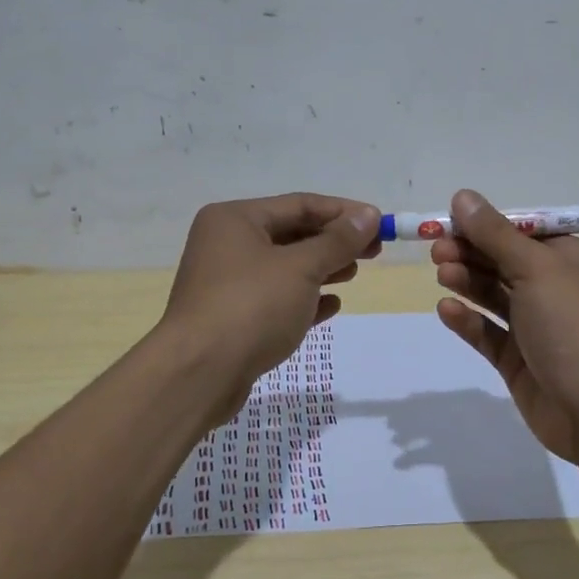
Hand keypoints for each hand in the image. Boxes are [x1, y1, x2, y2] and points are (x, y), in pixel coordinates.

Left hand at [163, 192, 380, 402]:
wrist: (199, 374)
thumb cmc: (251, 306)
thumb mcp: (301, 268)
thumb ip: (337, 241)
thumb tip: (368, 216)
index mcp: (235, 219)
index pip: (299, 204)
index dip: (343, 212)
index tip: (379, 223)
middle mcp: (226, 244)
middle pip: (291, 234)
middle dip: (334, 242)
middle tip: (374, 251)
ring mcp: (227, 282)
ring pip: (284, 267)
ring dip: (322, 269)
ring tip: (354, 274)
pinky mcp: (232, 317)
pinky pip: (275, 298)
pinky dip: (304, 298)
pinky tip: (331, 306)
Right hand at [430, 189, 578, 464]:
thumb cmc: (574, 325)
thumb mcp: (536, 269)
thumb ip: (495, 234)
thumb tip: (463, 196)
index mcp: (573, 260)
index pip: (524, 232)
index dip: (486, 225)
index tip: (449, 221)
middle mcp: (557, 290)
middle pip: (505, 262)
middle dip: (471, 253)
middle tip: (436, 250)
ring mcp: (538, 327)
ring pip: (494, 296)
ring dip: (468, 282)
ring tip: (441, 274)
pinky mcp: (520, 360)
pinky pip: (489, 333)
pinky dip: (469, 320)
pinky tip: (447, 310)